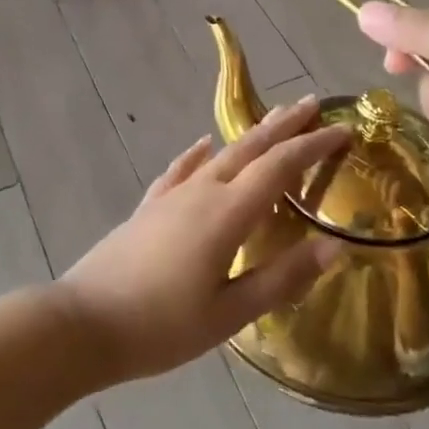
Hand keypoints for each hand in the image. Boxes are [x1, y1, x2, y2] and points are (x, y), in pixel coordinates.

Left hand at [55, 99, 350, 384]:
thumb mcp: (230, 313)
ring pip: (219, 153)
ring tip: (273, 118)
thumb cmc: (162, 326)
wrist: (84, 323)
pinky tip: (203, 144)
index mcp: (227, 213)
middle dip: (285, 124)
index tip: (344, 130)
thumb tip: (335, 246)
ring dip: (250, 134)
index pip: (280, 166)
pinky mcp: (150, 207)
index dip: (314, 145)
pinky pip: (182, 169)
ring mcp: (172, 196)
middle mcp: (202, 191)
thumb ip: (282, 277)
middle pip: (250, 147)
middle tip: (313, 103)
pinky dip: (199, 154)